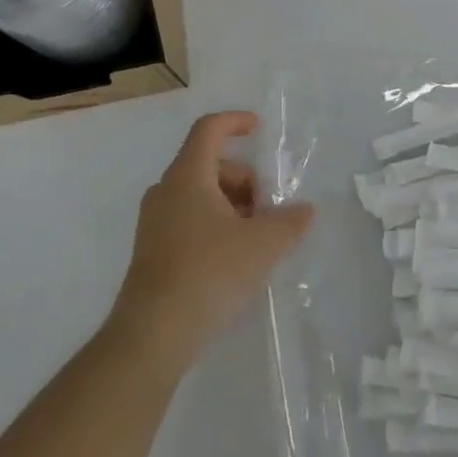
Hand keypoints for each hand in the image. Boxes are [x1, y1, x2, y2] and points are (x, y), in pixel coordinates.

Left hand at [110, 111, 313, 369]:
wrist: (152, 335)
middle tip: (269, 209)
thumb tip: (305, 210)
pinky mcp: (152, 251)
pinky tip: (235, 259)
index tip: (260, 129)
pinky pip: (189, 219)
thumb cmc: (208, 273)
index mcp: (187, 176)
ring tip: (256, 238)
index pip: (209, 129)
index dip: (236, 122)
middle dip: (245, 179)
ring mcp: (154, 222)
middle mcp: (165, 191)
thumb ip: (289, 222)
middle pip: (210, 164)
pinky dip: (215, 224)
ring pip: (200, 195)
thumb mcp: (262, 245)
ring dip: (232, 205)